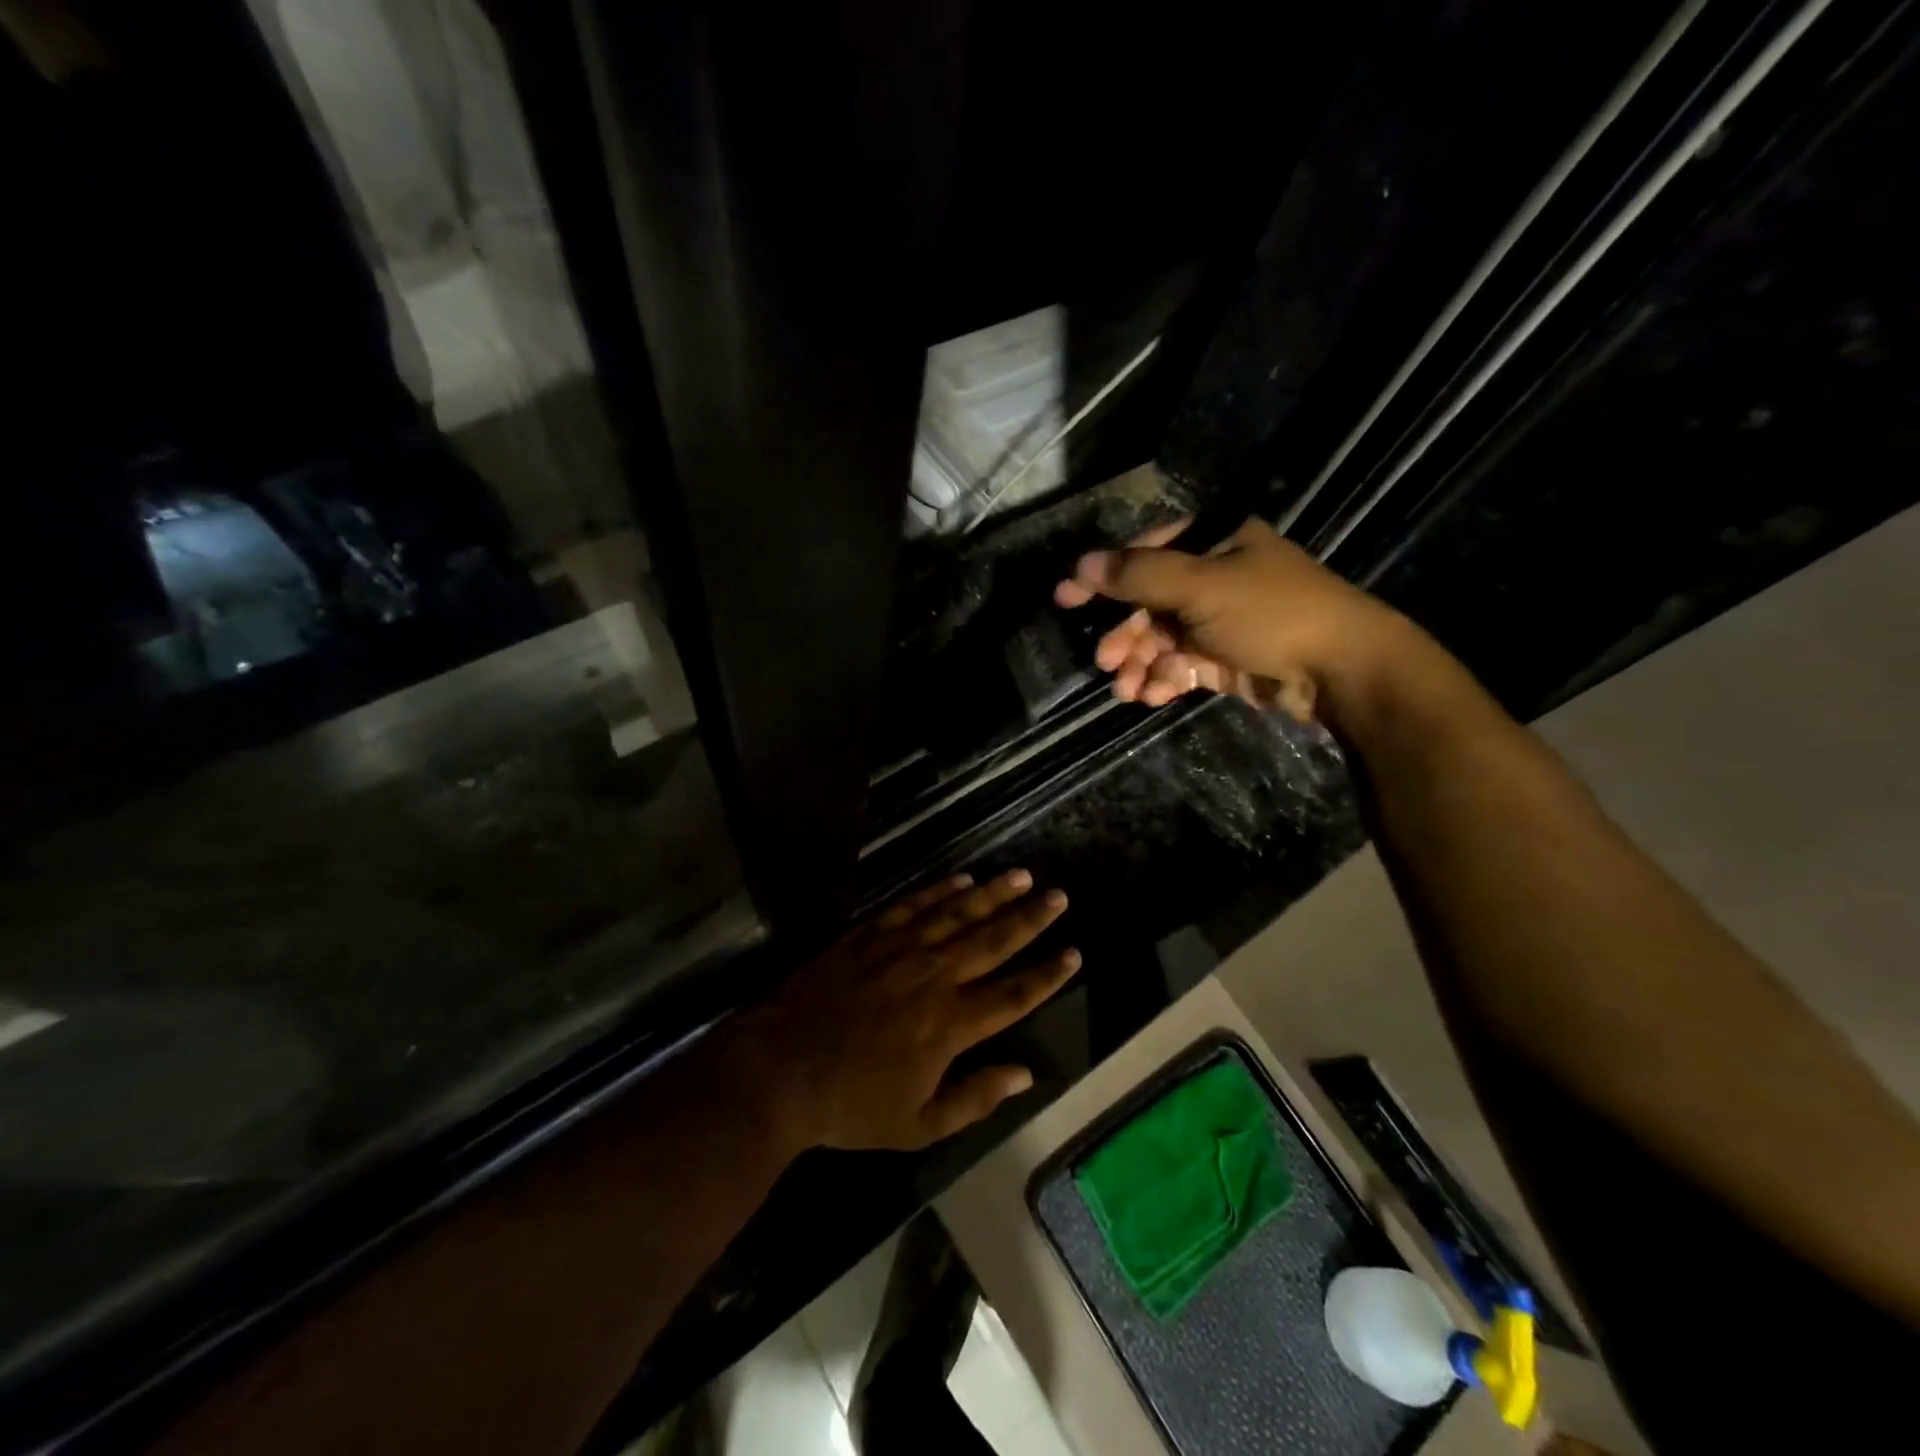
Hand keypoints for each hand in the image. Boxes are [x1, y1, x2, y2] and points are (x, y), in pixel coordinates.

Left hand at [731, 871, 1080, 1153]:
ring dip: (994, 894)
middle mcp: (935, 977)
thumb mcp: (918, 1125)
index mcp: (951, 1025)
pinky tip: (963, 879)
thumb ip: (976, 1098)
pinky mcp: (870, 935)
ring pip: (958, 914)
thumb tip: (1026, 1075)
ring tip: (1022, 876)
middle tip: (1059, 896)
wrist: (781, 1069)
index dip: (1048, 974)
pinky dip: (941, 891)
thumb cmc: (851, 1105)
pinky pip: (914, 905)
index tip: (1074, 954)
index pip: (1014, 993)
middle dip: (1031, 918)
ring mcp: (901, 950)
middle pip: (994, 941)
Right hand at [1053, 517, 1414, 723]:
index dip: (1103, 576)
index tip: (1065, 599)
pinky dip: (1164, 679)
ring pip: (1163, 639)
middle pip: (1151, 603)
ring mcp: (1222, 620)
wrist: (1340, 671)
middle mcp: (1216, 577)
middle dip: (1126, 634)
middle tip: (1105, 662)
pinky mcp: (1227, 658)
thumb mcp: (1201, 586)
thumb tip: (1081, 564)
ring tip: (1127, 690)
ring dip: (1141, 663)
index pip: (1144, 553)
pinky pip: (1182, 664)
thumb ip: (1139, 576)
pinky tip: (1152, 696)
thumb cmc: (1272, 613)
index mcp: (1215, 543)